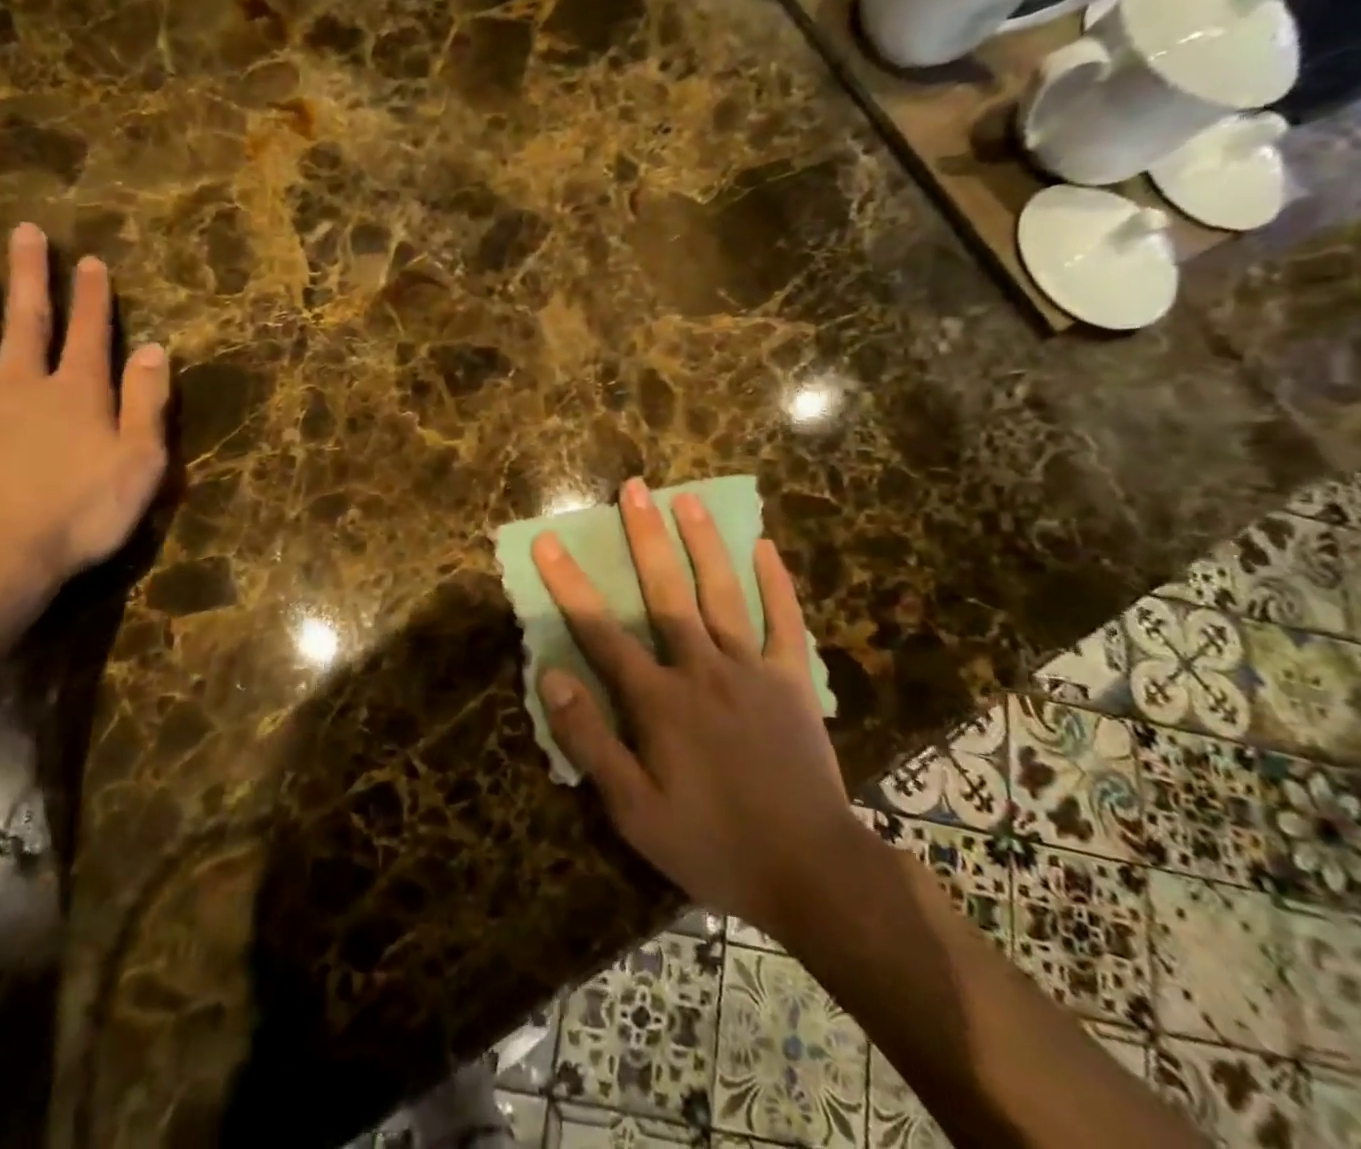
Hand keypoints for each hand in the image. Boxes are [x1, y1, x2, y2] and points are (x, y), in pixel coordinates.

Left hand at [0, 222, 170, 590]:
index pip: (90, 333)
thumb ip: (146, 403)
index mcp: (76, 393)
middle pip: (26, 321)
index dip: (92, 297)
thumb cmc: (78, 514)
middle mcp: (20, 384)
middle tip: (24, 233)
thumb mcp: (139, 462)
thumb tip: (155, 348)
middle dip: (28, 276)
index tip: (90, 260)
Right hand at [533, 478, 853, 932]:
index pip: (601, 631)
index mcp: (658, 699)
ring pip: (722, 593)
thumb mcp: (633, 810)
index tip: (549, 540)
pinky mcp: (793, 680)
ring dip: (703, 544)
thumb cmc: (712, 843)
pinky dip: (776, 584)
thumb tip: (550, 677)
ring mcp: (751, 669)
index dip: (569, 584)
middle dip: (645, 537)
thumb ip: (589, 740)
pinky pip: (785, 622)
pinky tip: (766, 548)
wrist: (812, 872)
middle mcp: (701, 668)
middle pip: (665, 592)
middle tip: (634, 489)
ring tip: (688, 499)